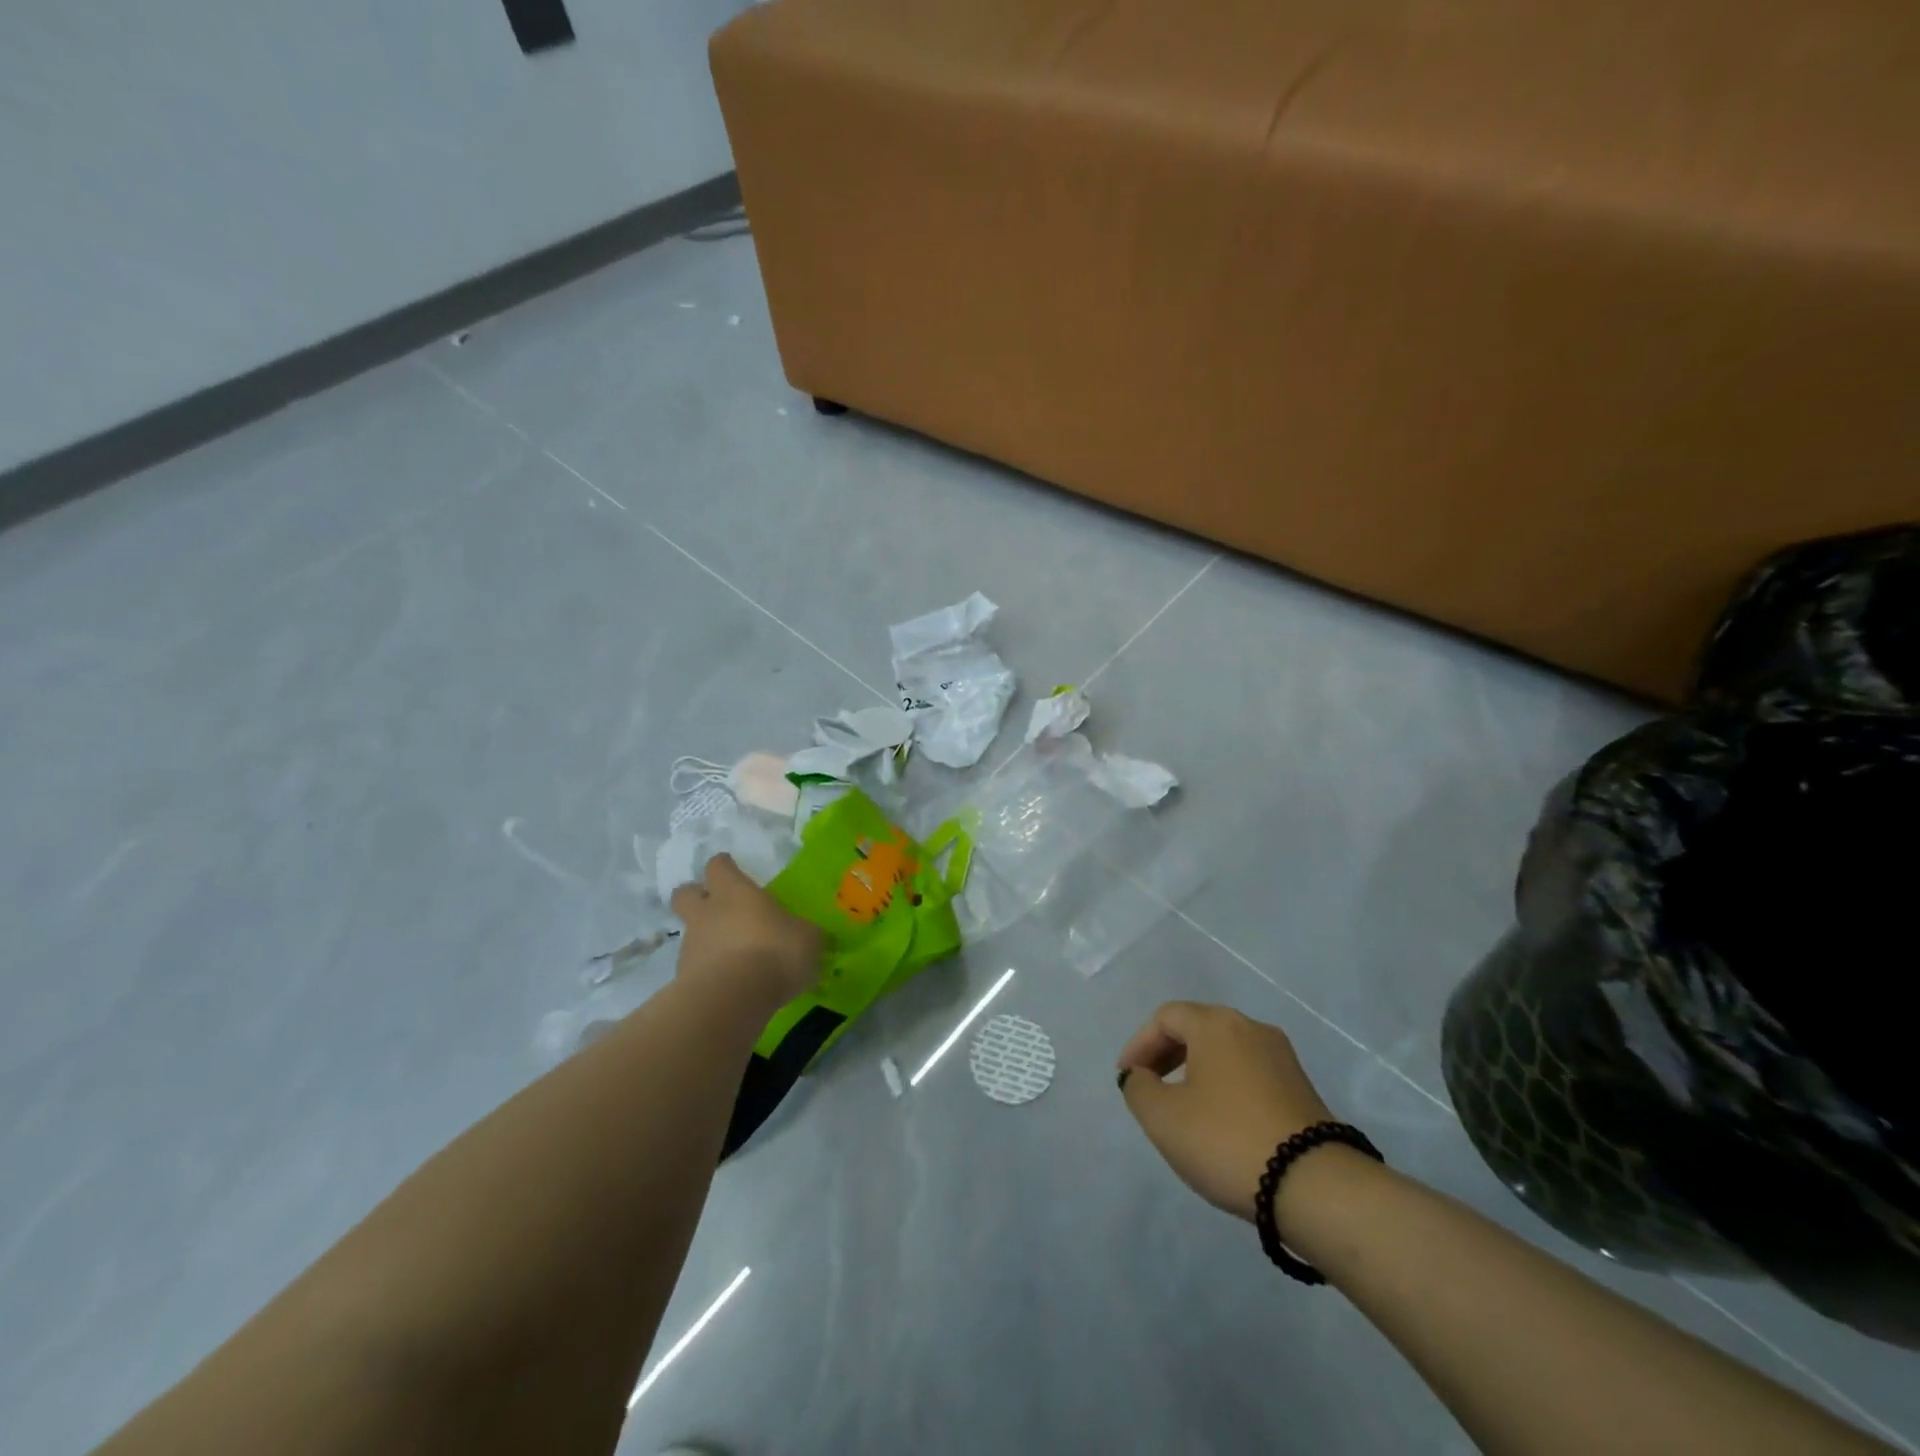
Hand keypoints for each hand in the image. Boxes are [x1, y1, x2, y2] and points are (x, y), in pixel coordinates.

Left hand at [670, 854, 822, 1007]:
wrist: (732, 1000)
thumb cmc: (773, 953)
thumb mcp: (807, 938)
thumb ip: (803, 932)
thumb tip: (806, 934)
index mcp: (735, 892)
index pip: (718, 866)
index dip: (724, 866)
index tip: (732, 869)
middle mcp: (706, 913)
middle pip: (685, 894)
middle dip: (696, 896)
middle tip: (717, 907)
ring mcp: (691, 947)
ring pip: (691, 934)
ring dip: (706, 940)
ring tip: (734, 959)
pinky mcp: (684, 980)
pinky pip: (695, 969)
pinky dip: (709, 973)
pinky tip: (731, 986)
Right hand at [1117, 1001, 1336, 1220]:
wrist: (1315, 1187)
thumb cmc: (1227, 1140)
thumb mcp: (1163, 1118)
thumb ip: (1139, 1088)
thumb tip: (1140, 1075)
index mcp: (1216, 1024)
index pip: (1166, 1017)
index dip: (1140, 1044)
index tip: (1127, 1078)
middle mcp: (1251, 1028)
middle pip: (1198, 1027)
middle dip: (1167, 1054)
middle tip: (1149, 1086)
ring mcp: (1282, 1058)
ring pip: (1226, 1051)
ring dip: (1197, 1070)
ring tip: (1182, 1106)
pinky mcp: (1302, 1089)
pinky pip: (1250, 1073)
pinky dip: (1225, 1085)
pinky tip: (1220, 1121)